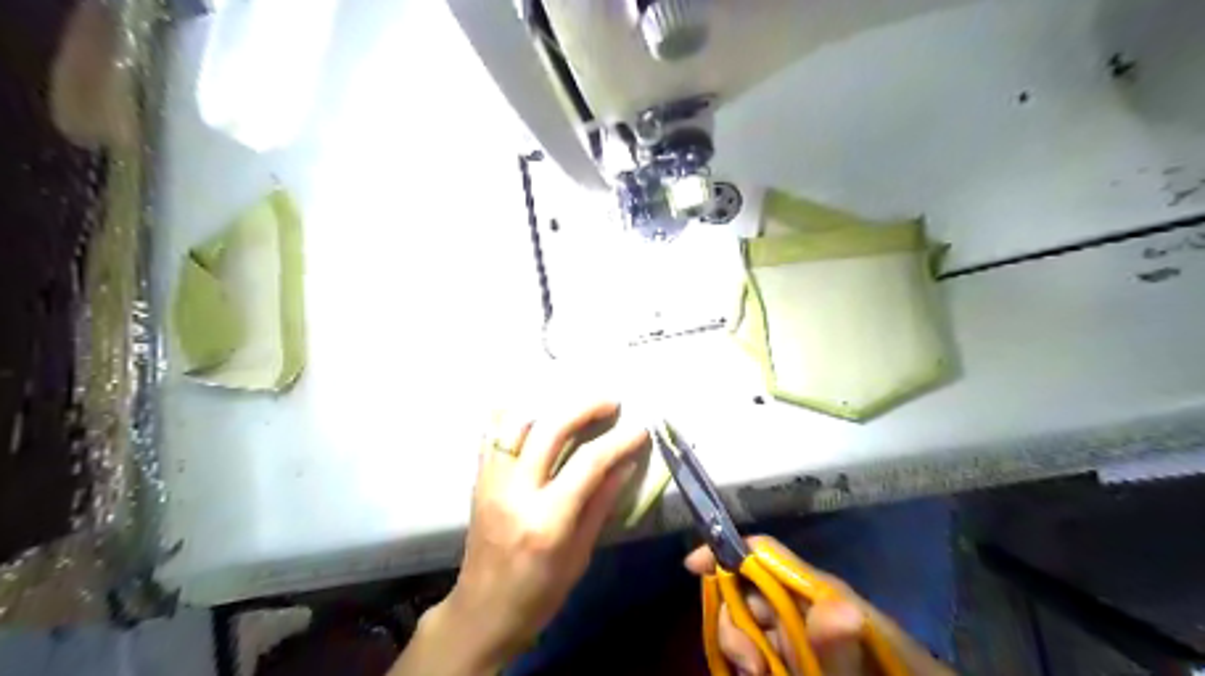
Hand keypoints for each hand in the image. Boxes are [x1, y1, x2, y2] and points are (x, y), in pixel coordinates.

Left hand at [398, 400, 649, 674]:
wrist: (482, 612)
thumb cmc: (539, 595)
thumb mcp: (580, 556)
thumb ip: (601, 504)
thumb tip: (625, 463)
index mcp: (547, 520)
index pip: (589, 463)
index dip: (618, 441)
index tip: (639, 430)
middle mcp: (515, 492)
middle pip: (550, 430)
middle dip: (585, 408)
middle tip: (611, 402)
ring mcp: (492, 482)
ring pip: (516, 423)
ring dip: (550, 406)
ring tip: (575, 404)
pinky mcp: (478, 480)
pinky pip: (492, 434)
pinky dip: (513, 414)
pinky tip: (534, 408)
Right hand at [682, 537, 955, 673]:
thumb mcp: (859, 671)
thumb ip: (841, 648)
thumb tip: (836, 607)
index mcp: (820, 591)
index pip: (764, 553)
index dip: (727, 551)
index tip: (692, 567)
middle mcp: (804, 604)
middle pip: (747, 589)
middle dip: (733, 619)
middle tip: (750, 666)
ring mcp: (800, 632)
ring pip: (748, 623)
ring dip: (740, 648)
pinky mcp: (798, 653)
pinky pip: (760, 648)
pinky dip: (750, 662)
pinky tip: (756, 675)